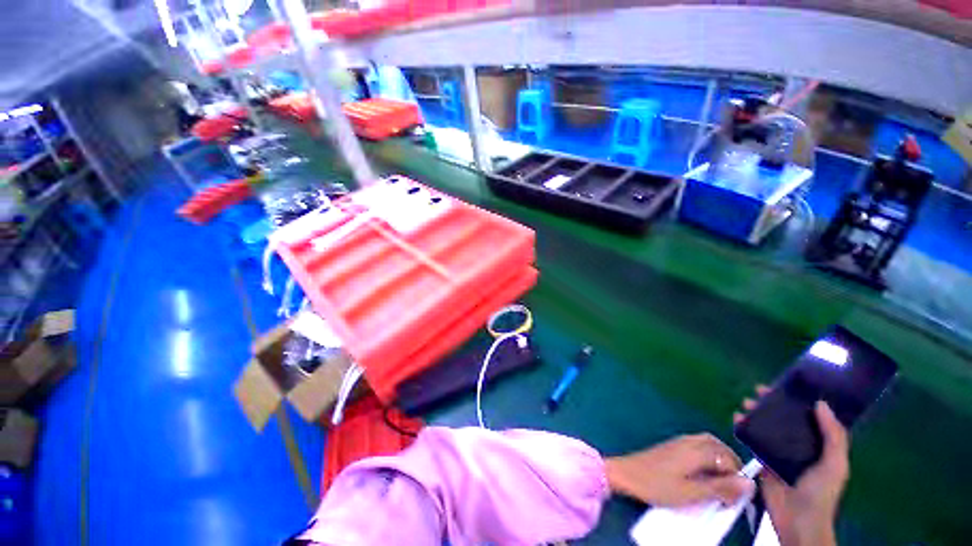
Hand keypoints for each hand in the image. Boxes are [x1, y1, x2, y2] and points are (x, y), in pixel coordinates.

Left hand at [605, 433, 753, 506]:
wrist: (627, 474)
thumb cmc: (658, 485)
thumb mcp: (692, 493)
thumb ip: (721, 488)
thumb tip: (749, 483)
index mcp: (697, 450)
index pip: (729, 459)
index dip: (737, 478)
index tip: (735, 498)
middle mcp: (690, 441)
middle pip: (720, 447)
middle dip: (731, 466)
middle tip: (731, 489)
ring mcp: (680, 441)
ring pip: (709, 445)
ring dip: (719, 461)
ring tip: (719, 484)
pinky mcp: (672, 446)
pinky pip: (697, 446)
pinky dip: (707, 458)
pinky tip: (702, 474)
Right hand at [734, 387, 849, 545]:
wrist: (797, 520)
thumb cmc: (821, 492)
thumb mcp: (835, 465)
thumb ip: (833, 436)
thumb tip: (820, 403)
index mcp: (819, 445)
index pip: (810, 417)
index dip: (798, 401)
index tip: (784, 387)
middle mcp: (799, 446)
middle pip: (784, 419)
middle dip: (771, 405)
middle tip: (758, 393)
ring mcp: (779, 453)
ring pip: (767, 427)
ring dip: (756, 414)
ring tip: (745, 404)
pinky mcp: (762, 460)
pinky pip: (752, 440)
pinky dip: (744, 428)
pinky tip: (737, 419)